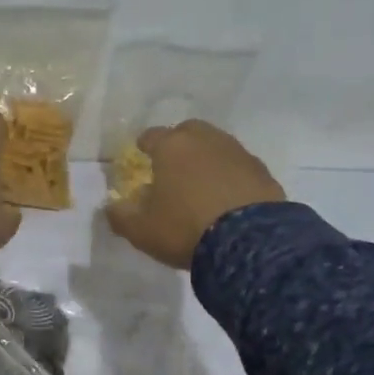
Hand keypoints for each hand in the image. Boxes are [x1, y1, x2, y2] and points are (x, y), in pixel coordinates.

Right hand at [104, 119, 285, 268]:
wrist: (249, 242)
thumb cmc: (185, 228)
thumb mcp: (141, 230)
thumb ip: (121, 216)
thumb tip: (111, 207)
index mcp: (171, 147)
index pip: (152, 136)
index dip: (144, 146)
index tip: (141, 156)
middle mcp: (205, 140)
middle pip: (188, 132)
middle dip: (179, 145)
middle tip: (173, 167)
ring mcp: (237, 153)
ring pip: (216, 146)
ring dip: (206, 159)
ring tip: (201, 185)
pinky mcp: (262, 171)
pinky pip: (238, 167)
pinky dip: (229, 176)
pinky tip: (226, 197)